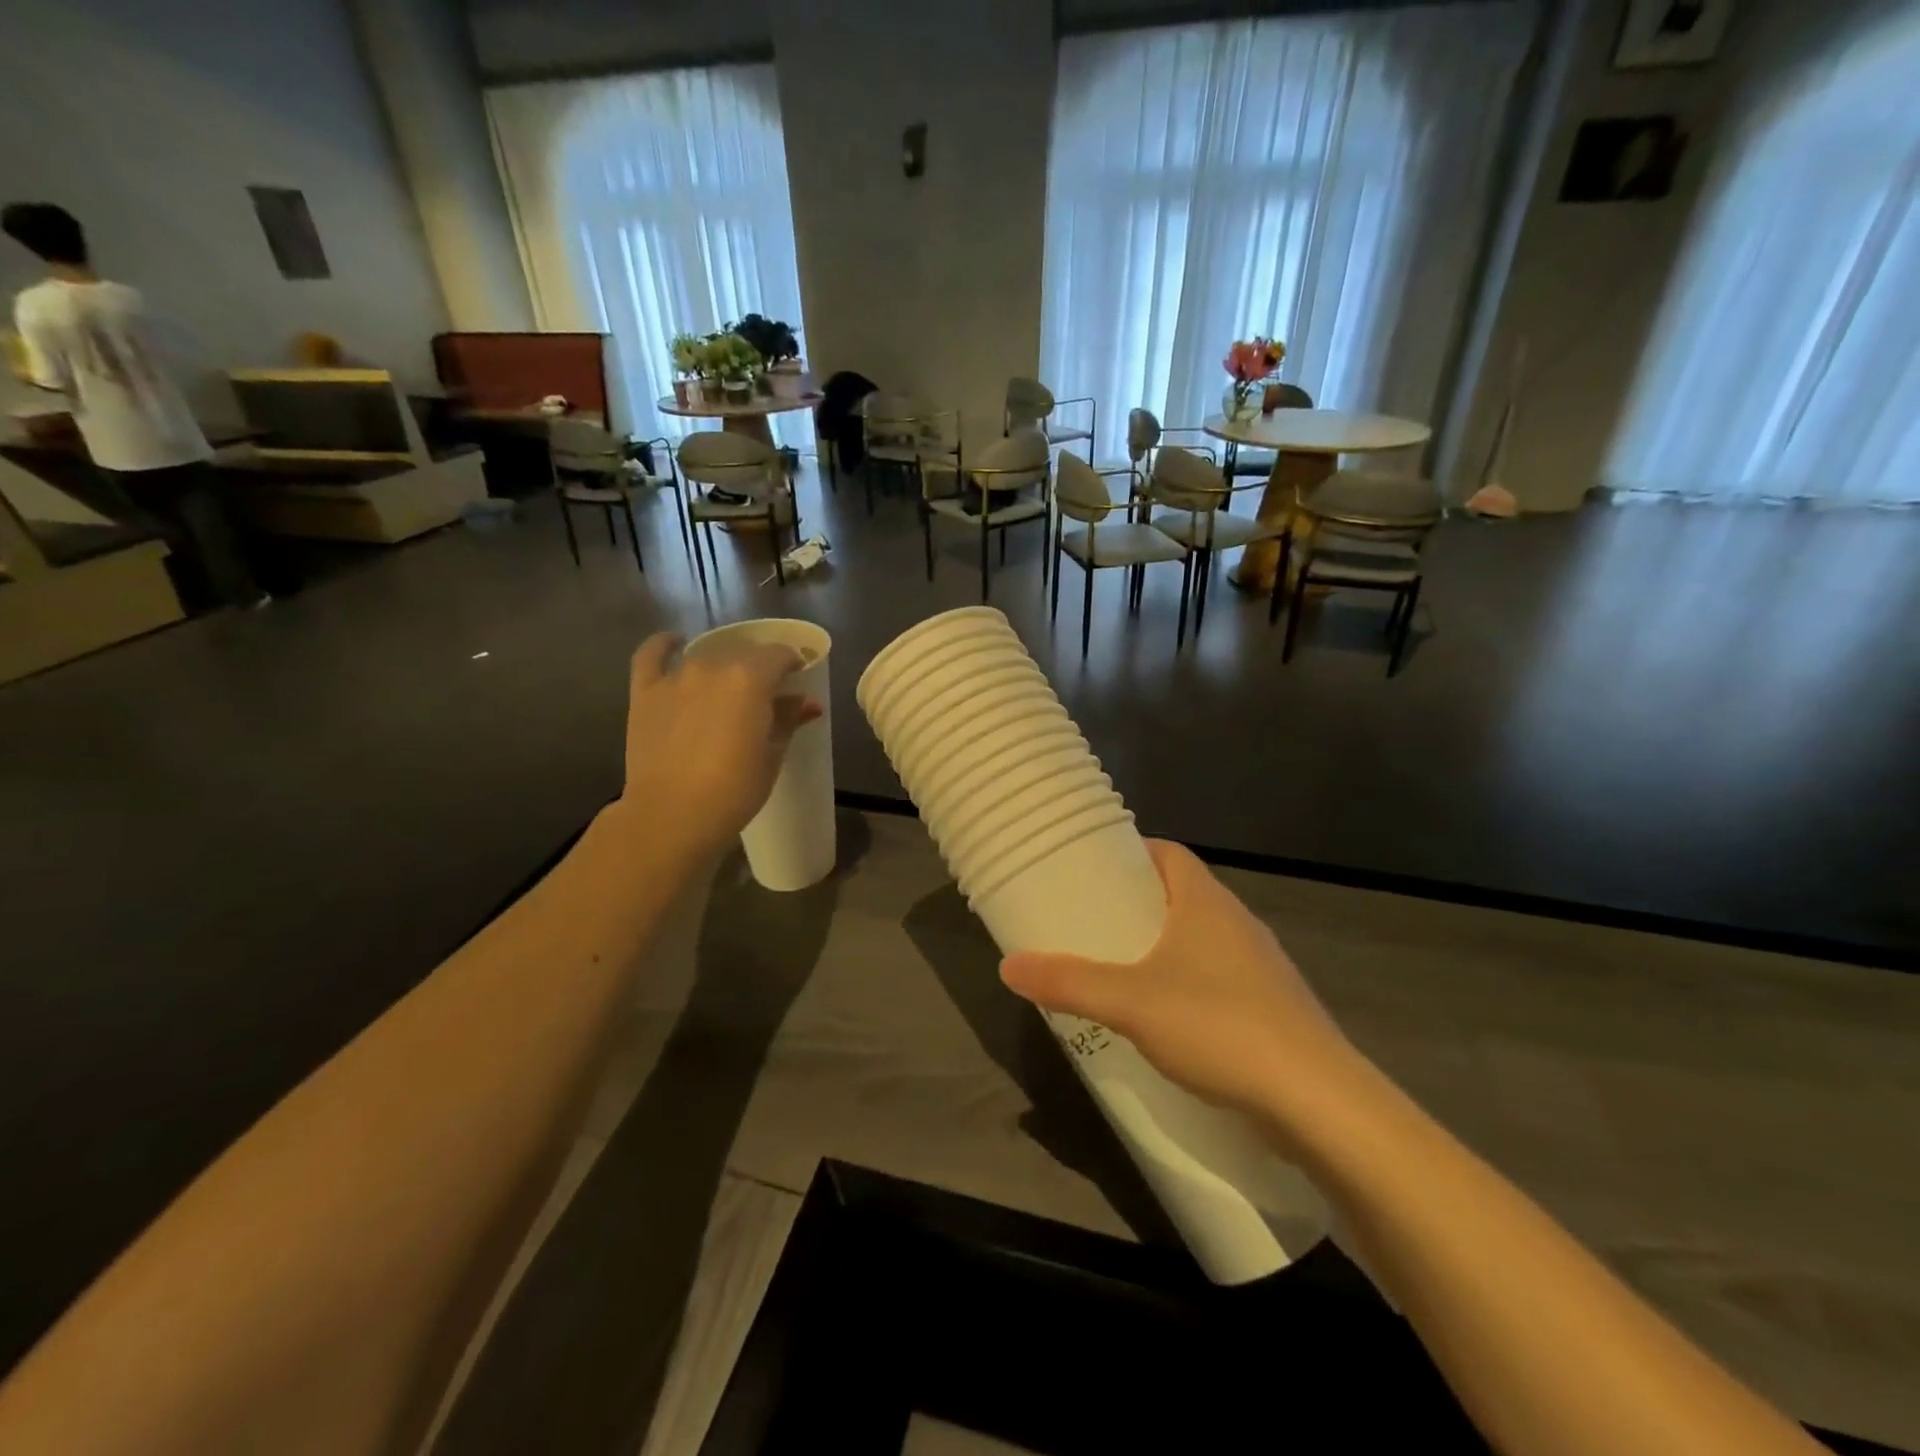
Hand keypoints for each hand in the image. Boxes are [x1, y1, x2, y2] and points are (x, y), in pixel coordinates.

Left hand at [616, 632, 821, 854]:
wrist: (672, 815)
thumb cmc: (734, 790)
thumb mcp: (772, 755)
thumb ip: (788, 719)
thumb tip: (808, 702)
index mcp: (750, 678)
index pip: (780, 655)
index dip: (793, 664)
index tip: (798, 679)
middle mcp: (712, 666)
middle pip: (743, 653)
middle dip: (760, 667)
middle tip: (766, 694)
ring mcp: (675, 676)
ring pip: (706, 657)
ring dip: (722, 666)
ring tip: (728, 687)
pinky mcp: (645, 692)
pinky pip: (651, 655)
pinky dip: (664, 645)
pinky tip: (674, 643)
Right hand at [999, 841, 1367, 1142]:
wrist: (1318, 1103)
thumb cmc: (1219, 1027)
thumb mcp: (1130, 1002)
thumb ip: (1069, 982)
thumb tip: (1008, 965)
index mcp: (1206, 902)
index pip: (1168, 853)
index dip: (1130, 854)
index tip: (1093, 871)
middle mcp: (1237, 923)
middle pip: (1181, 895)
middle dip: (1137, 906)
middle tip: (1092, 923)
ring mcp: (1260, 967)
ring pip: (1201, 941)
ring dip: (1163, 949)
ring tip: (1119, 970)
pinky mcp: (1272, 1010)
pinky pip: (1218, 980)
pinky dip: (1187, 986)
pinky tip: (1165, 1021)